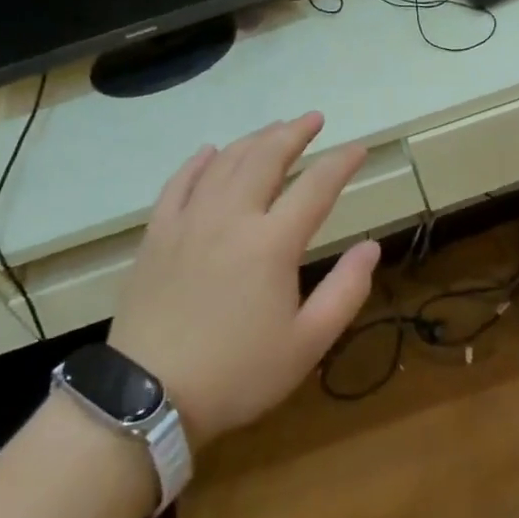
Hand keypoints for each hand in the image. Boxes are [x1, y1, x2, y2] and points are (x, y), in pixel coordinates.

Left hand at [107, 114, 378, 446]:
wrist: (147, 398)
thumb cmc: (237, 374)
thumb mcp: (307, 343)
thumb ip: (346, 291)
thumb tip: (372, 247)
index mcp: (272, 243)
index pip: (316, 187)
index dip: (341, 163)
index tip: (359, 149)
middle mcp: (231, 218)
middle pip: (265, 158)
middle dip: (294, 133)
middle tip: (313, 119)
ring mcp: (188, 222)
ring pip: (224, 163)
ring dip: (253, 140)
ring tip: (274, 129)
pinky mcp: (156, 235)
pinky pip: (178, 183)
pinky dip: (198, 162)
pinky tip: (209, 151)